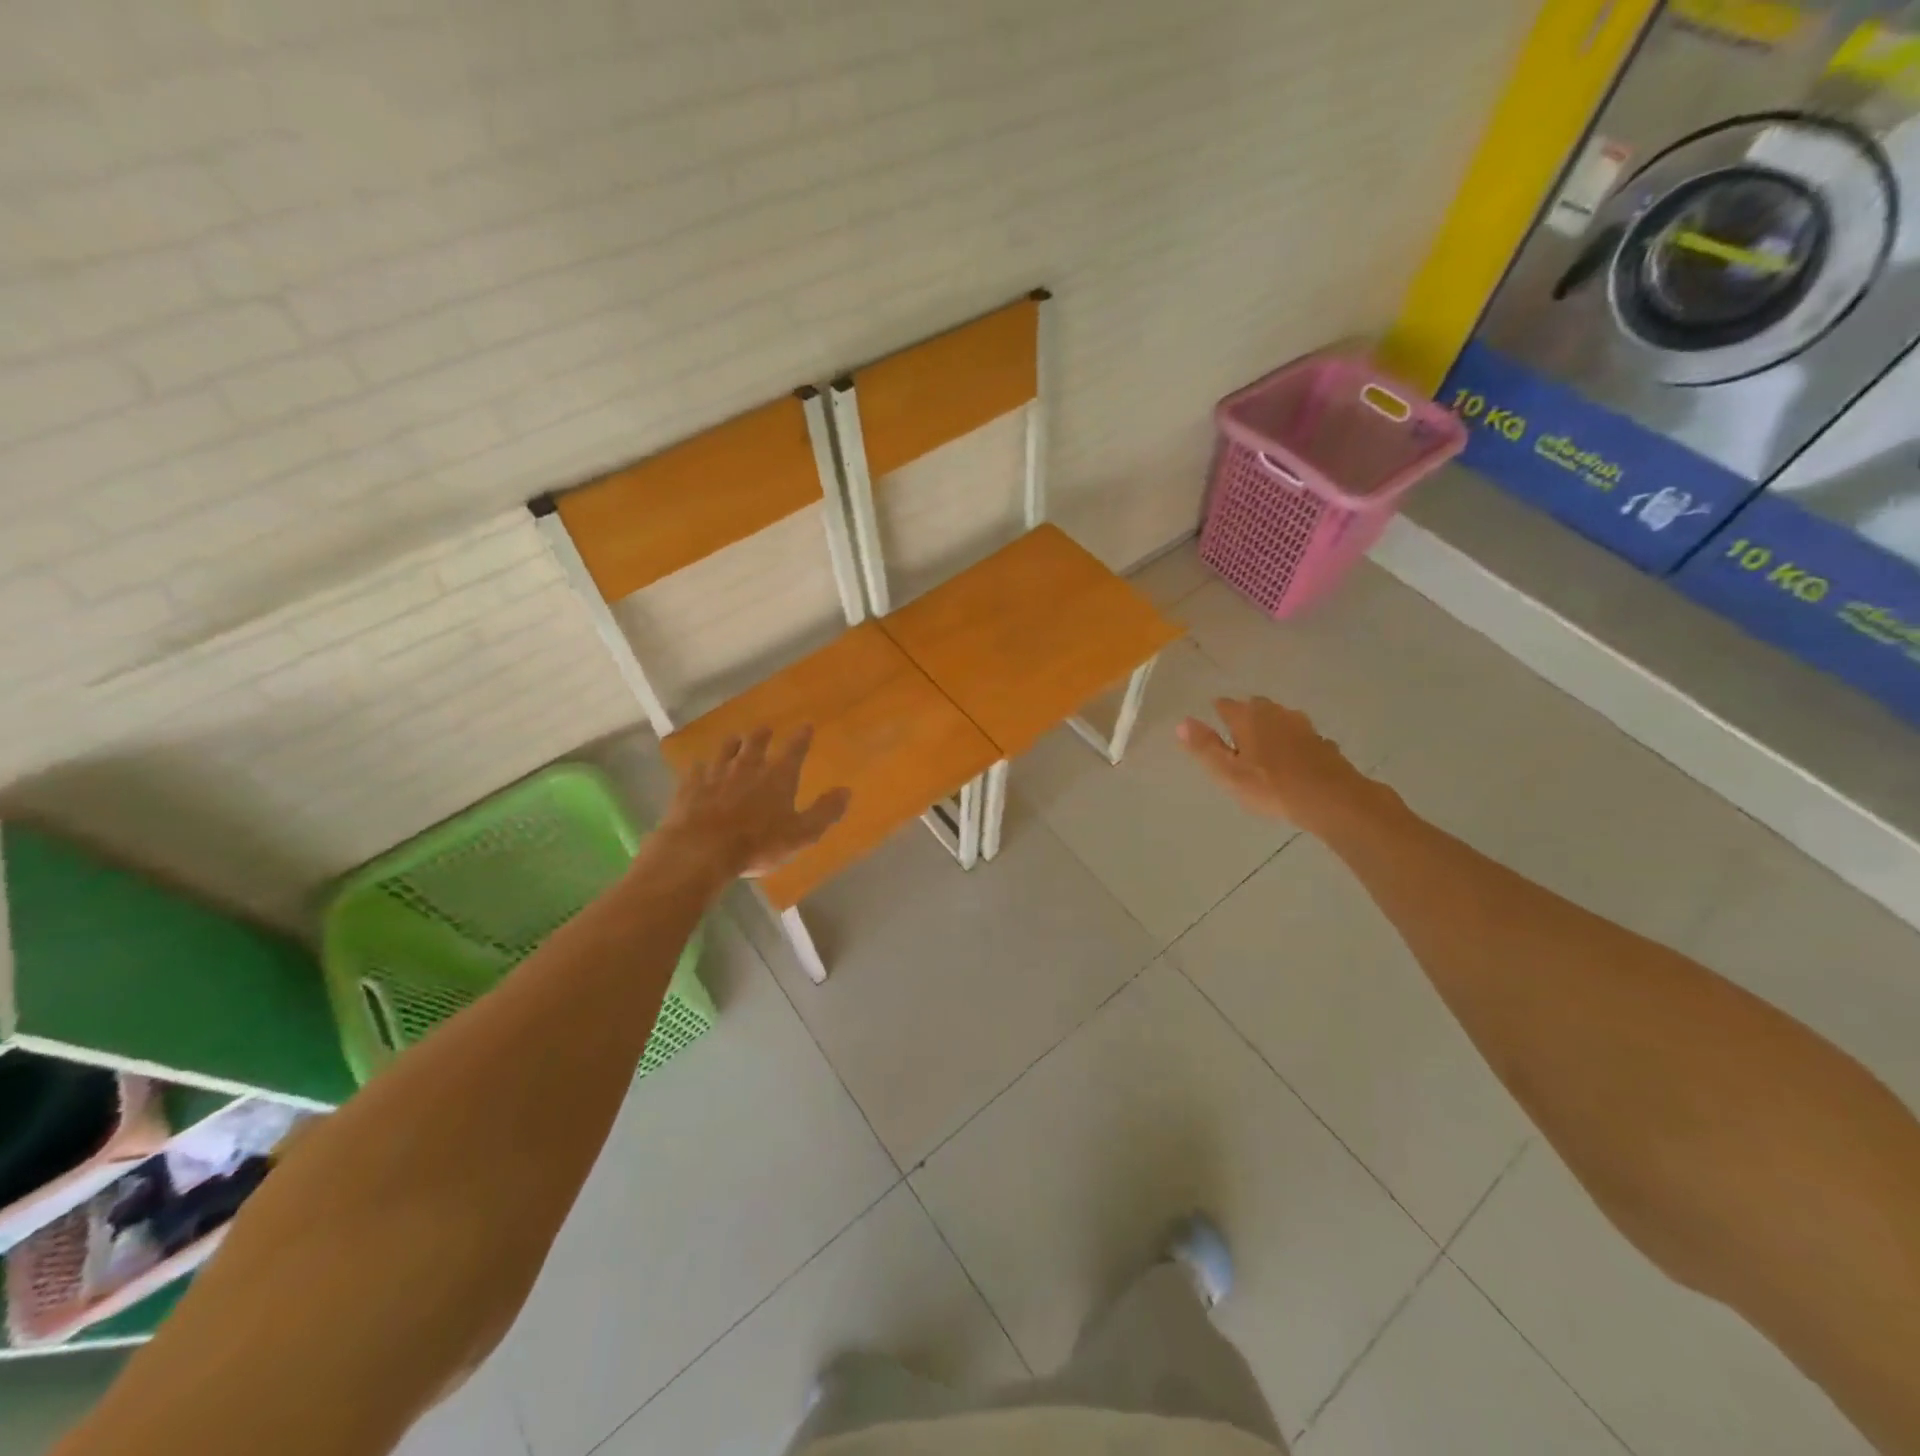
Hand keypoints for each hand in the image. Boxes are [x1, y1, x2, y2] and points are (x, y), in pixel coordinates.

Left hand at [660, 727, 850, 880]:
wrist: (701, 850)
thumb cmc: (757, 844)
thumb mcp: (801, 834)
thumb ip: (824, 812)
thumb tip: (846, 791)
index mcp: (778, 777)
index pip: (794, 750)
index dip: (802, 737)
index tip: (806, 726)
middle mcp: (747, 767)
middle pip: (756, 743)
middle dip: (763, 735)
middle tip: (765, 729)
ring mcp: (716, 774)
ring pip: (725, 750)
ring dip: (733, 744)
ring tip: (735, 739)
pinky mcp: (690, 786)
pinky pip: (696, 769)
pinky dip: (701, 766)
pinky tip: (699, 767)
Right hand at [1176, 696, 1371, 828]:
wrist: (1330, 798)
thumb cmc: (1270, 786)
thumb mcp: (1228, 772)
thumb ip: (1204, 747)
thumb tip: (1181, 722)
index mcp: (1248, 717)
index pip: (1225, 705)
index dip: (1217, 714)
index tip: (1211, 727)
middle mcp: (1276, 713)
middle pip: (1254, 707)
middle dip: (1244, 718)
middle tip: (1235, 739)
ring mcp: (1302, 725)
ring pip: (1279, 720)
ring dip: (1270, 729)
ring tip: (1262, 750)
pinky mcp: (1322, 742)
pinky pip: (1299, 737)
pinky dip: (1291, 745)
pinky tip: (1291, 763)